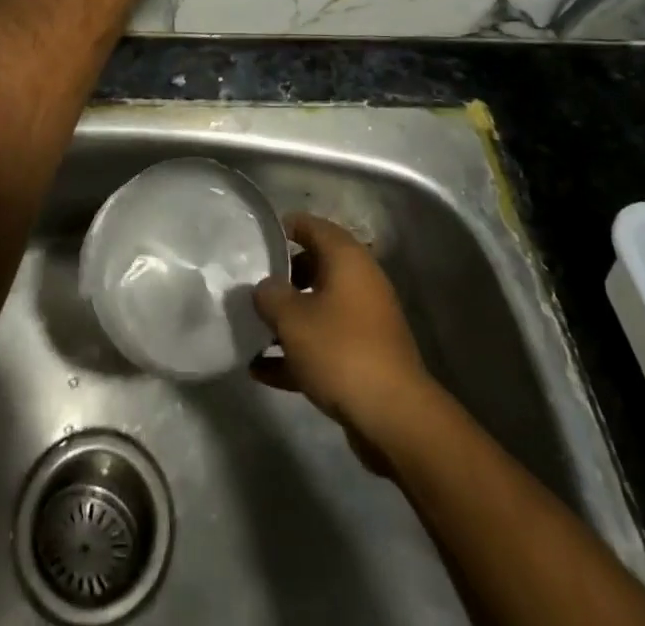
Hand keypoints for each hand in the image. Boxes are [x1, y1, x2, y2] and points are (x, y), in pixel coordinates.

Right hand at [252, 214, 429, 468]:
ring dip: (287, 320)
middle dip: (282, 278)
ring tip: (250, 329)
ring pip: (318, 308)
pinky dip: (297, 352)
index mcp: (346, 259)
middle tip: (251, 287)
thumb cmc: (340, 350)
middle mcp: (359, 282)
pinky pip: (324, 344)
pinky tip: (261, 371)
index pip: (311, 226)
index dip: (283, 228)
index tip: (256, 238)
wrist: (394, 418)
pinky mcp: (364, 357)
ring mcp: (364, 321)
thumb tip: (264, 287)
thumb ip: (270, 295)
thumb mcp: (292, 319)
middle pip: (314, 267)